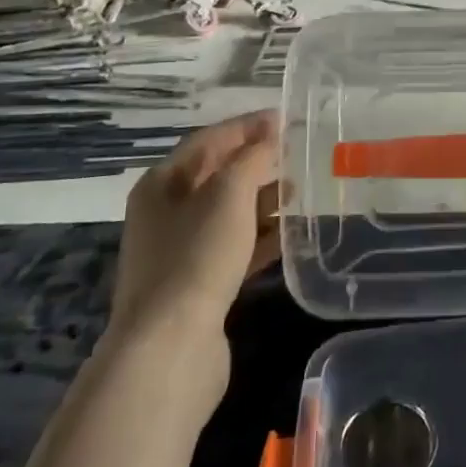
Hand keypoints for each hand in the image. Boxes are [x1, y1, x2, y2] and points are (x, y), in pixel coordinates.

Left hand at [109, 111, 280, 347]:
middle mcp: (166, 213)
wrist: (170, 348)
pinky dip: (261, 236)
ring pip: (229, 213)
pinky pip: (235, 247)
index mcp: (162, 183)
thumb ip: (254, 158)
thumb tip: (271, 136)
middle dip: (259, 162)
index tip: (287, 118)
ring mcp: (181, 251)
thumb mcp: (229, 193)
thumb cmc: (197, 255)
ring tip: (303, 191)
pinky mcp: (199, 285)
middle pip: (218, 175)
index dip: (248, 126)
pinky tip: (291, 234)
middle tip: (300, 154)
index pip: (210, 140)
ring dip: (264, 199)